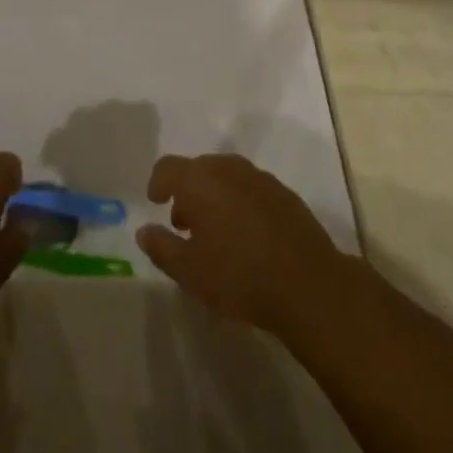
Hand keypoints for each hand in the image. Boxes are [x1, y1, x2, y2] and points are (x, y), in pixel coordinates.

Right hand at [137, 154, 347, 335]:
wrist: (309, 285)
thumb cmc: (239, 275)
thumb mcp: (189, 271)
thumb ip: (161, 247)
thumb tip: (143, 231)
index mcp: (199, 180)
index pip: (168, 167)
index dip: (158, 183)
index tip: (156, 203)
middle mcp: (228, 168)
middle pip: (198, 169)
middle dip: (187, 192)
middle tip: (185, 224)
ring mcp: (260, 178)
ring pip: (226, 177)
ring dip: (215, 196)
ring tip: (216, 232)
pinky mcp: (285, 194)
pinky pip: (251, 189)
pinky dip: (240, 202)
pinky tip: (247, 235)